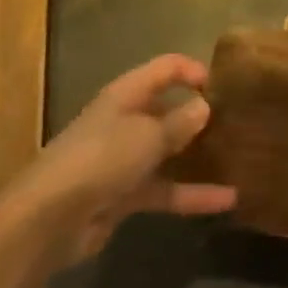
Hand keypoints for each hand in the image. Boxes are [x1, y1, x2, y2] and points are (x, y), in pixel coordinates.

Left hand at [13, 54, 237, 266]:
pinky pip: (166, 189)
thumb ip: (180, 121)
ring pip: (169, 152)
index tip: (225, 85)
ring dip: (199, 157)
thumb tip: (205, 106)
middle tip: (238, 123)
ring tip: (238, 159)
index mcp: (126, 95)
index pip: (165, 69)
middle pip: (167, 110)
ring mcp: (124, 160)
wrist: (49, 218)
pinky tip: (227, 199)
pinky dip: (192, 194)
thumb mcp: (147, 135)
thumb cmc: (101, 159)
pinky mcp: (124, 195)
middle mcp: (125, 121)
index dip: (193, 70)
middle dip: (199, 115)